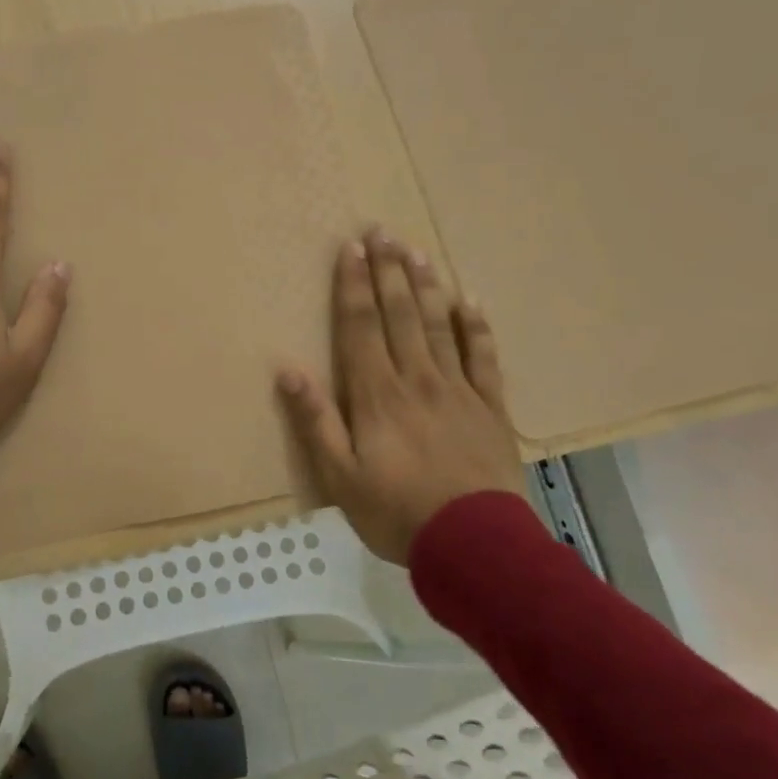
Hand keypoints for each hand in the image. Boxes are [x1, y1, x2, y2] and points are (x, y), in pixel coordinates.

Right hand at [277, 230, 519, 565]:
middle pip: (400, 314)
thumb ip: (315, 421)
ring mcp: (458, 390)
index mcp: (376, 394)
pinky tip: (469, 302)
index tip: (350, 249)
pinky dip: (476, 327)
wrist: (477, 547)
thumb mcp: (340, 476)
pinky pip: (484, 358)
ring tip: (416, 251)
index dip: (354, 286)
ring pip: (438, 326)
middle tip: (382, 231)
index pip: (361, 327)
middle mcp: (416, 379)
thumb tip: (287, 371)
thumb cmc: (397, 512)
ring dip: (425, 286)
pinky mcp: (490, 408)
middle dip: (387, 271)